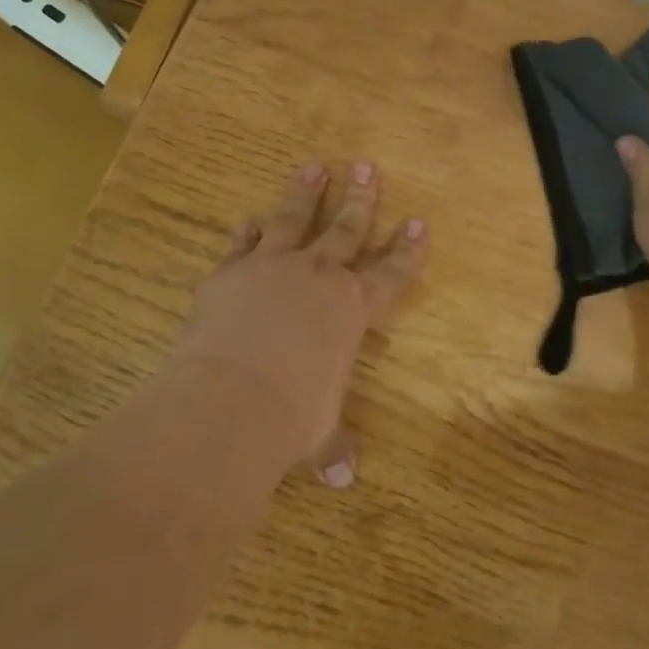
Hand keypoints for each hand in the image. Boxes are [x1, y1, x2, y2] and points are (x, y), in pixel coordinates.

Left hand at [175, 161, 427, 486]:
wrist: (230, 398)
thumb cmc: (291, 416)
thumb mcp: (318, 432)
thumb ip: (332, 447)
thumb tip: (342, 481)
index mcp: (352, 309)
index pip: (391, 272)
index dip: (407, 249)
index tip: (418, 222)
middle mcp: (318, 276)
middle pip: (346, 228)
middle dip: (360, 198)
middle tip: (366, 167)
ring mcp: (273, 268)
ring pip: (294, 219)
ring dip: (305, 193)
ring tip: (314, 167)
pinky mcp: (231, 273)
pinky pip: (244, 245)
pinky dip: (247, 234)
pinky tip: (248, 221)